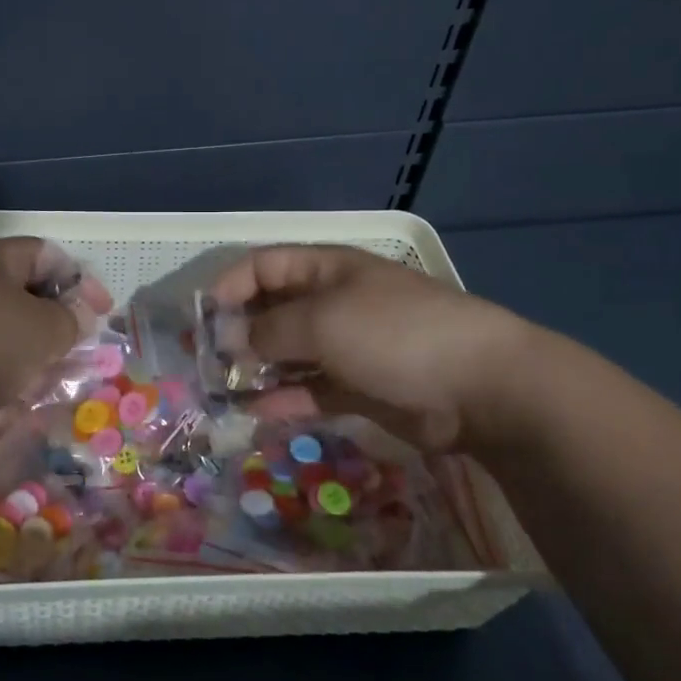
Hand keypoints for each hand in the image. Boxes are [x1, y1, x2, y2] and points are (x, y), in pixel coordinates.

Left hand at [0, 238, 110, 475]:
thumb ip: (70, 321)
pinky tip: (7, 412)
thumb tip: (79, 317)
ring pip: (4, 344)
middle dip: (57, 332)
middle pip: (26, 302)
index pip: (47, 256)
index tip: (103, 316)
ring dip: (30, 367)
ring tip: (46, 391)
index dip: (81, 281)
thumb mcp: (40, 329)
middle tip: (80, 361)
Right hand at [211, 245, 532, 456]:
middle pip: (272, 309)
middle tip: (205, 362)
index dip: (229, 286)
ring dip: (256, 370)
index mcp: (325, 270)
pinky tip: (255, 414)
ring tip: (221, 392)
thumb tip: (231, 340)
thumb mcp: (322, 321)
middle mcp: (332, 302)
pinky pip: (310, 389)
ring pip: (288, 354)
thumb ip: (268, 330)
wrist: (480, 386)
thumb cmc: (393, 333)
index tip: (201, 319)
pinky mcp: (359, 387)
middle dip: (237, 331)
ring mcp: (347, 346)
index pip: (263, 265)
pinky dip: (284, 399)